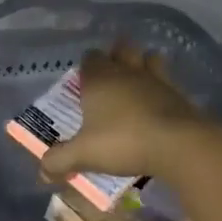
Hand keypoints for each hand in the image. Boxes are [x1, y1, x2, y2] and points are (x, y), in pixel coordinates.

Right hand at [40, 43, 221, 187]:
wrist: (180, 144)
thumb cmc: (123, 141)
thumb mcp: (84, 155)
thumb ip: (60, 160)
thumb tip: (42, 170)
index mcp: (99, 79)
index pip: (90, 58)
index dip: (86, 65)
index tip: (84, 80)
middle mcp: (127, 72)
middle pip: (121, 50)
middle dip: (116, 55)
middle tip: (112, 73)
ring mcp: (156, 80)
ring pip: (149, 59)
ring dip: (144, 64)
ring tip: (139, 79)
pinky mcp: (180, 95)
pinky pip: (169, 81)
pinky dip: (164, 87)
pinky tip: (161, 101)